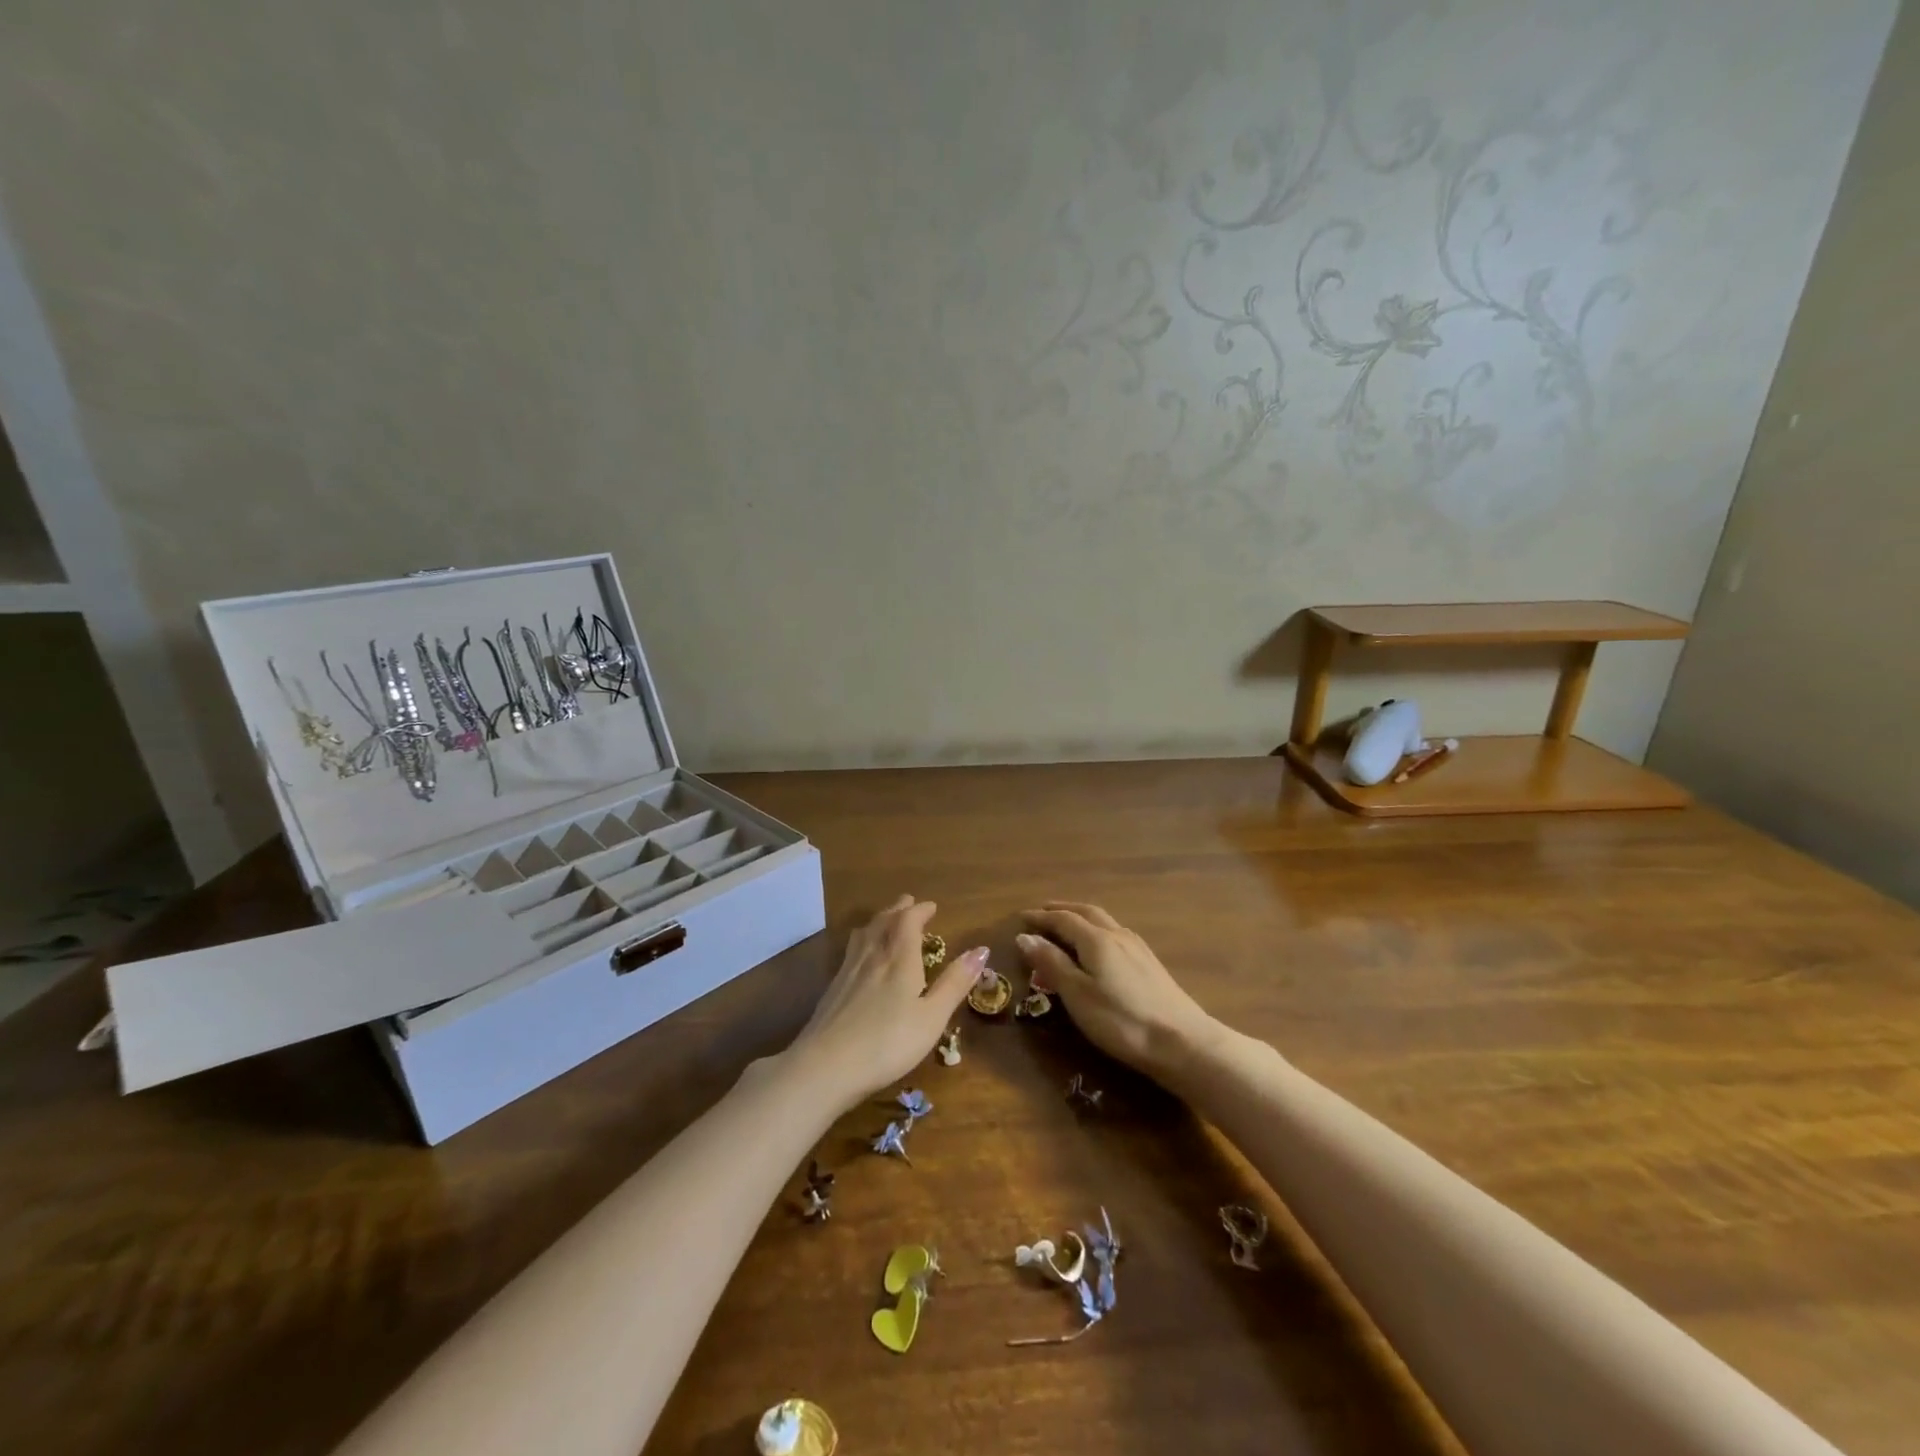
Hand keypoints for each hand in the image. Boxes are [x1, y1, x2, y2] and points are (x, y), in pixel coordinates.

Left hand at [783, 896, 985, 1111]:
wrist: (826, 1066)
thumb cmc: (888, 1043)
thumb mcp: (932, 1017)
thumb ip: (955, 983)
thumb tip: (982, 949)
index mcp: (899, 958)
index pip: (908, 921)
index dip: (920, 910)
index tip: (931, 906)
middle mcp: (873, 955)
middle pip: (884, 921)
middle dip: (899, 910)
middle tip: (908, 903)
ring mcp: (848, 970)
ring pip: (864, 933)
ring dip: (878, 921)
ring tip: (886, 921)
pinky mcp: (832, 988)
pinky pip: (851, 950)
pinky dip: (863, 940)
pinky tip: (861, 955)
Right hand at [1017, 902, 1219, 1081]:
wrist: (1182, 1041)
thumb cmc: (1121, 1020)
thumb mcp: (1077, 994)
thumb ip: (1051, 963)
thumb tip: (1025, 936)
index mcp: (1096, 939)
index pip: (1063, 919)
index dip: (1041, 917)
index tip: (1021, 917)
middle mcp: (1117, 934)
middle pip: (1086, 912)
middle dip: (1061, 910)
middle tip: (1042, 913)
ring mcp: (1137, 947)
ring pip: (1103, 921)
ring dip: (1081, 917)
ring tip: (1066, 925)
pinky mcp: (1149, 963)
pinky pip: (1115, 933)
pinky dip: (1097, 929)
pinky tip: (1099, 945)